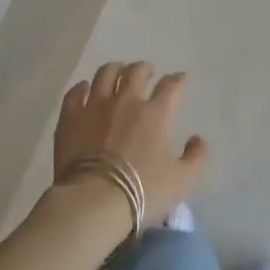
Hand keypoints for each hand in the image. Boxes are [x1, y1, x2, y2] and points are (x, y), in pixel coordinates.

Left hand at [52, 62, 207, 222]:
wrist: (94, 201)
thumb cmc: (143, 191)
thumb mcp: (182, 181)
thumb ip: (196, 158)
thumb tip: (198, 139)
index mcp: (155, 113)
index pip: (171, 86)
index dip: (178, 80)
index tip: (181, 79)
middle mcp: (126, 101)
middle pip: (135, 72)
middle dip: (144, 69)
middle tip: (146, 72)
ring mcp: (95, 106)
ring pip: (105, 74)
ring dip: (115, 69)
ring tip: (117, 72)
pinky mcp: (70, 117)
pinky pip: (76, 92)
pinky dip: (82, 87)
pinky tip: (85, 89)